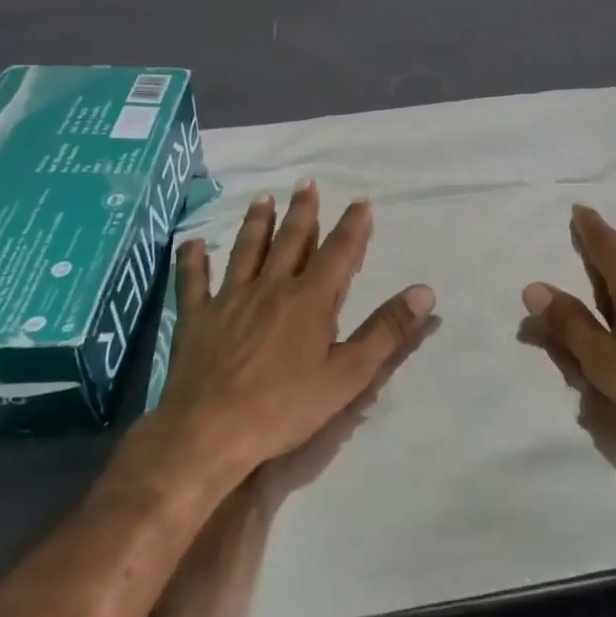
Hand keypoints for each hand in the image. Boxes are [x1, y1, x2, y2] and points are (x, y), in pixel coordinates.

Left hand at [118, 181, 434, 492]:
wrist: (208, 432)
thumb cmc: (284, 407)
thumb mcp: (348, 376)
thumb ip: (387, 331)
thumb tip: (424, 291)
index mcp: (310, 299)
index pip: (338, 252)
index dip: (353, 226)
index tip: (361, 201)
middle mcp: (271, 287)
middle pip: (291, 239)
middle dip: (303, 210)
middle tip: (307, 183)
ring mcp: (230, 299)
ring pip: (247, 250)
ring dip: (257, 223)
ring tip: (262, 199)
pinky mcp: (196, 317)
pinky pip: (193, 281)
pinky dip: (192, 260)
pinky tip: (191, 243)